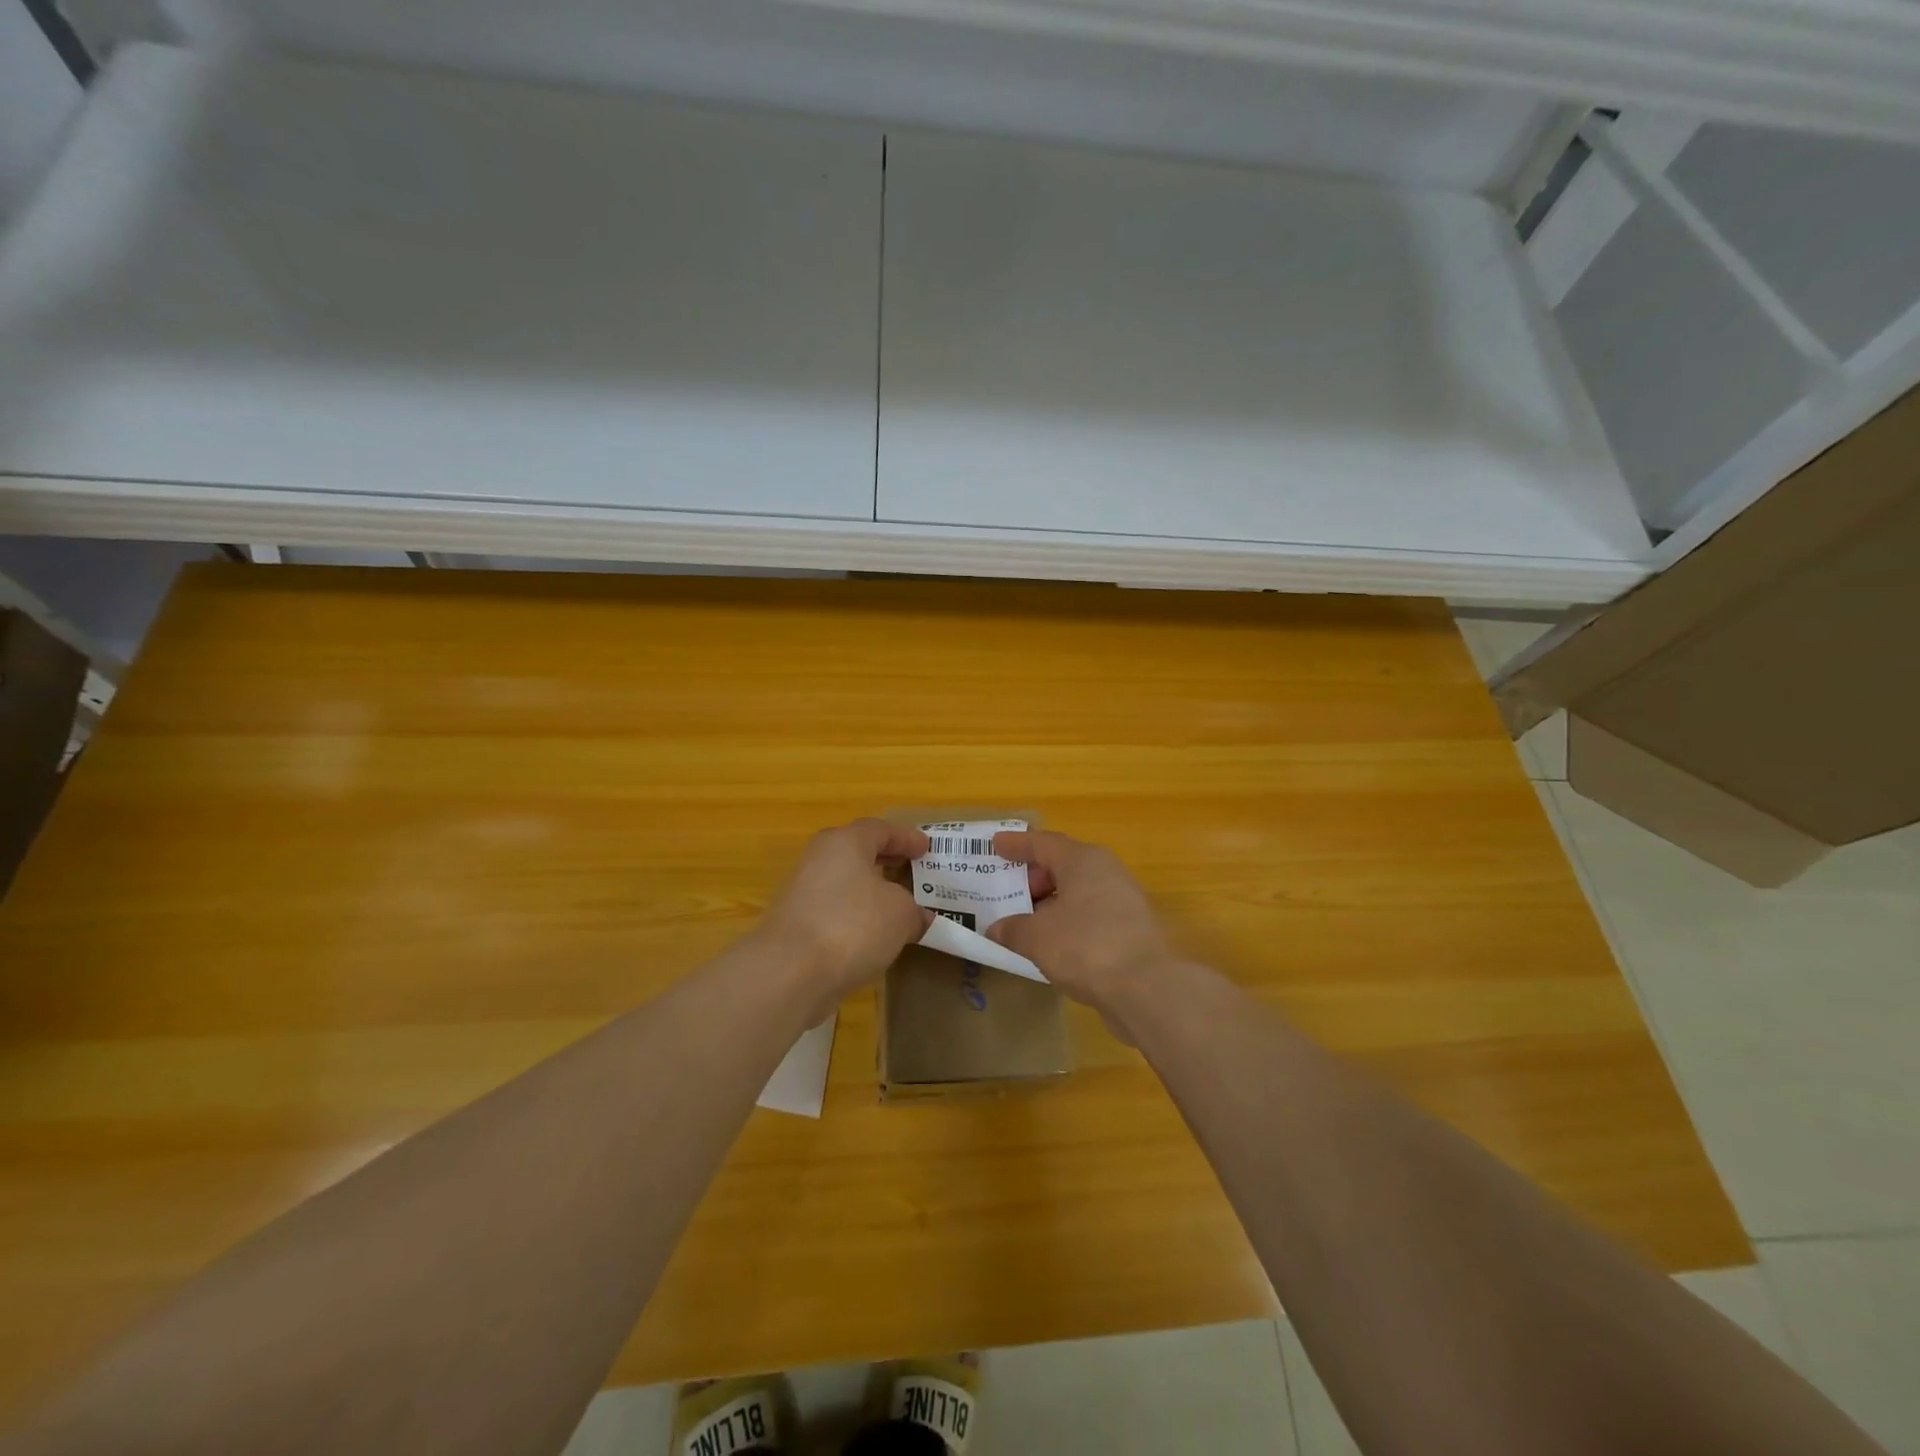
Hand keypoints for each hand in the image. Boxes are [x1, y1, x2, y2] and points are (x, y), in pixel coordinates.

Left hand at [756, 819, 932, 1008]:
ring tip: (895, 906)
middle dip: (885, 860)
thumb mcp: (901, 914)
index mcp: (845, 842)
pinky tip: (871, 935)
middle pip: (857, 852)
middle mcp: (819, 858)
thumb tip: (918, 917)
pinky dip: (854, 915)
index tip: (926, 848)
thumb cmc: (853, 926)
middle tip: (909, 869)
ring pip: (844, 882)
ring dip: (869, 890)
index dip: (906, 838)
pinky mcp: (795, 923)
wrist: (789, 972)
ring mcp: (802, 891)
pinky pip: (834, 909)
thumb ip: (914, 911)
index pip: (880, 829)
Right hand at [986, 830, 1175, 1032]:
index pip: (1043, 843)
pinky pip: (1090, 914)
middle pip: (1063, 864)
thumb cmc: (1085, 946)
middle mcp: (1106, 871)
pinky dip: (1069, 921)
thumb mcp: (1036, 937)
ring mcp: (1124, 899)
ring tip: (1027, 921)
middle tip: (1009, 894)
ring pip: (1079, 891)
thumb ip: (1012, 929)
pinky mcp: (1133, 929)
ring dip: (1052, 902)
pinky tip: (1054, 943)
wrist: (1148, 988)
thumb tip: (997, 929)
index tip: (995, 844)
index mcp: (1082, 860)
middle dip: (1034, 877)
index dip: (1016, 844)